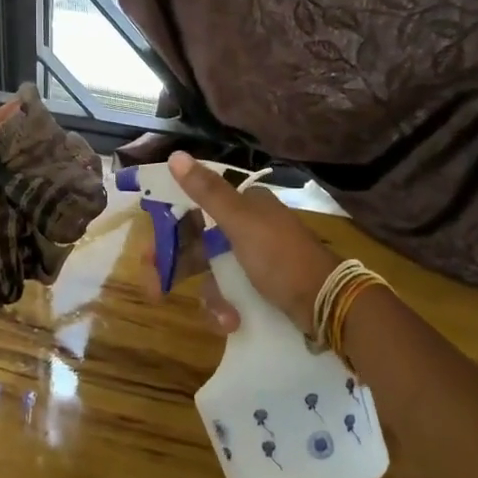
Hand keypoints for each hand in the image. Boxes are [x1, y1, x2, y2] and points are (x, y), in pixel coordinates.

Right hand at [163, 152, 339, 335]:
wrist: (328, 303)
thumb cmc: (281, 258)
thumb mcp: (241, 223)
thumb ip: (207, 192)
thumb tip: (176, 155)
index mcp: (243, 204)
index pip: (192, 208)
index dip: (167, 229)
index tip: (149, 253)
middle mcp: (246, 225)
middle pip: (196, 243)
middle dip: (177, 268)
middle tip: (156, 290)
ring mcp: (253, 256)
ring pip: (211, 272)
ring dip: (210, 296)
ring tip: (221, 316)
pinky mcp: (259, 284)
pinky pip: (229, 291)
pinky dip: (227, 306)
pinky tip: (233, 322)